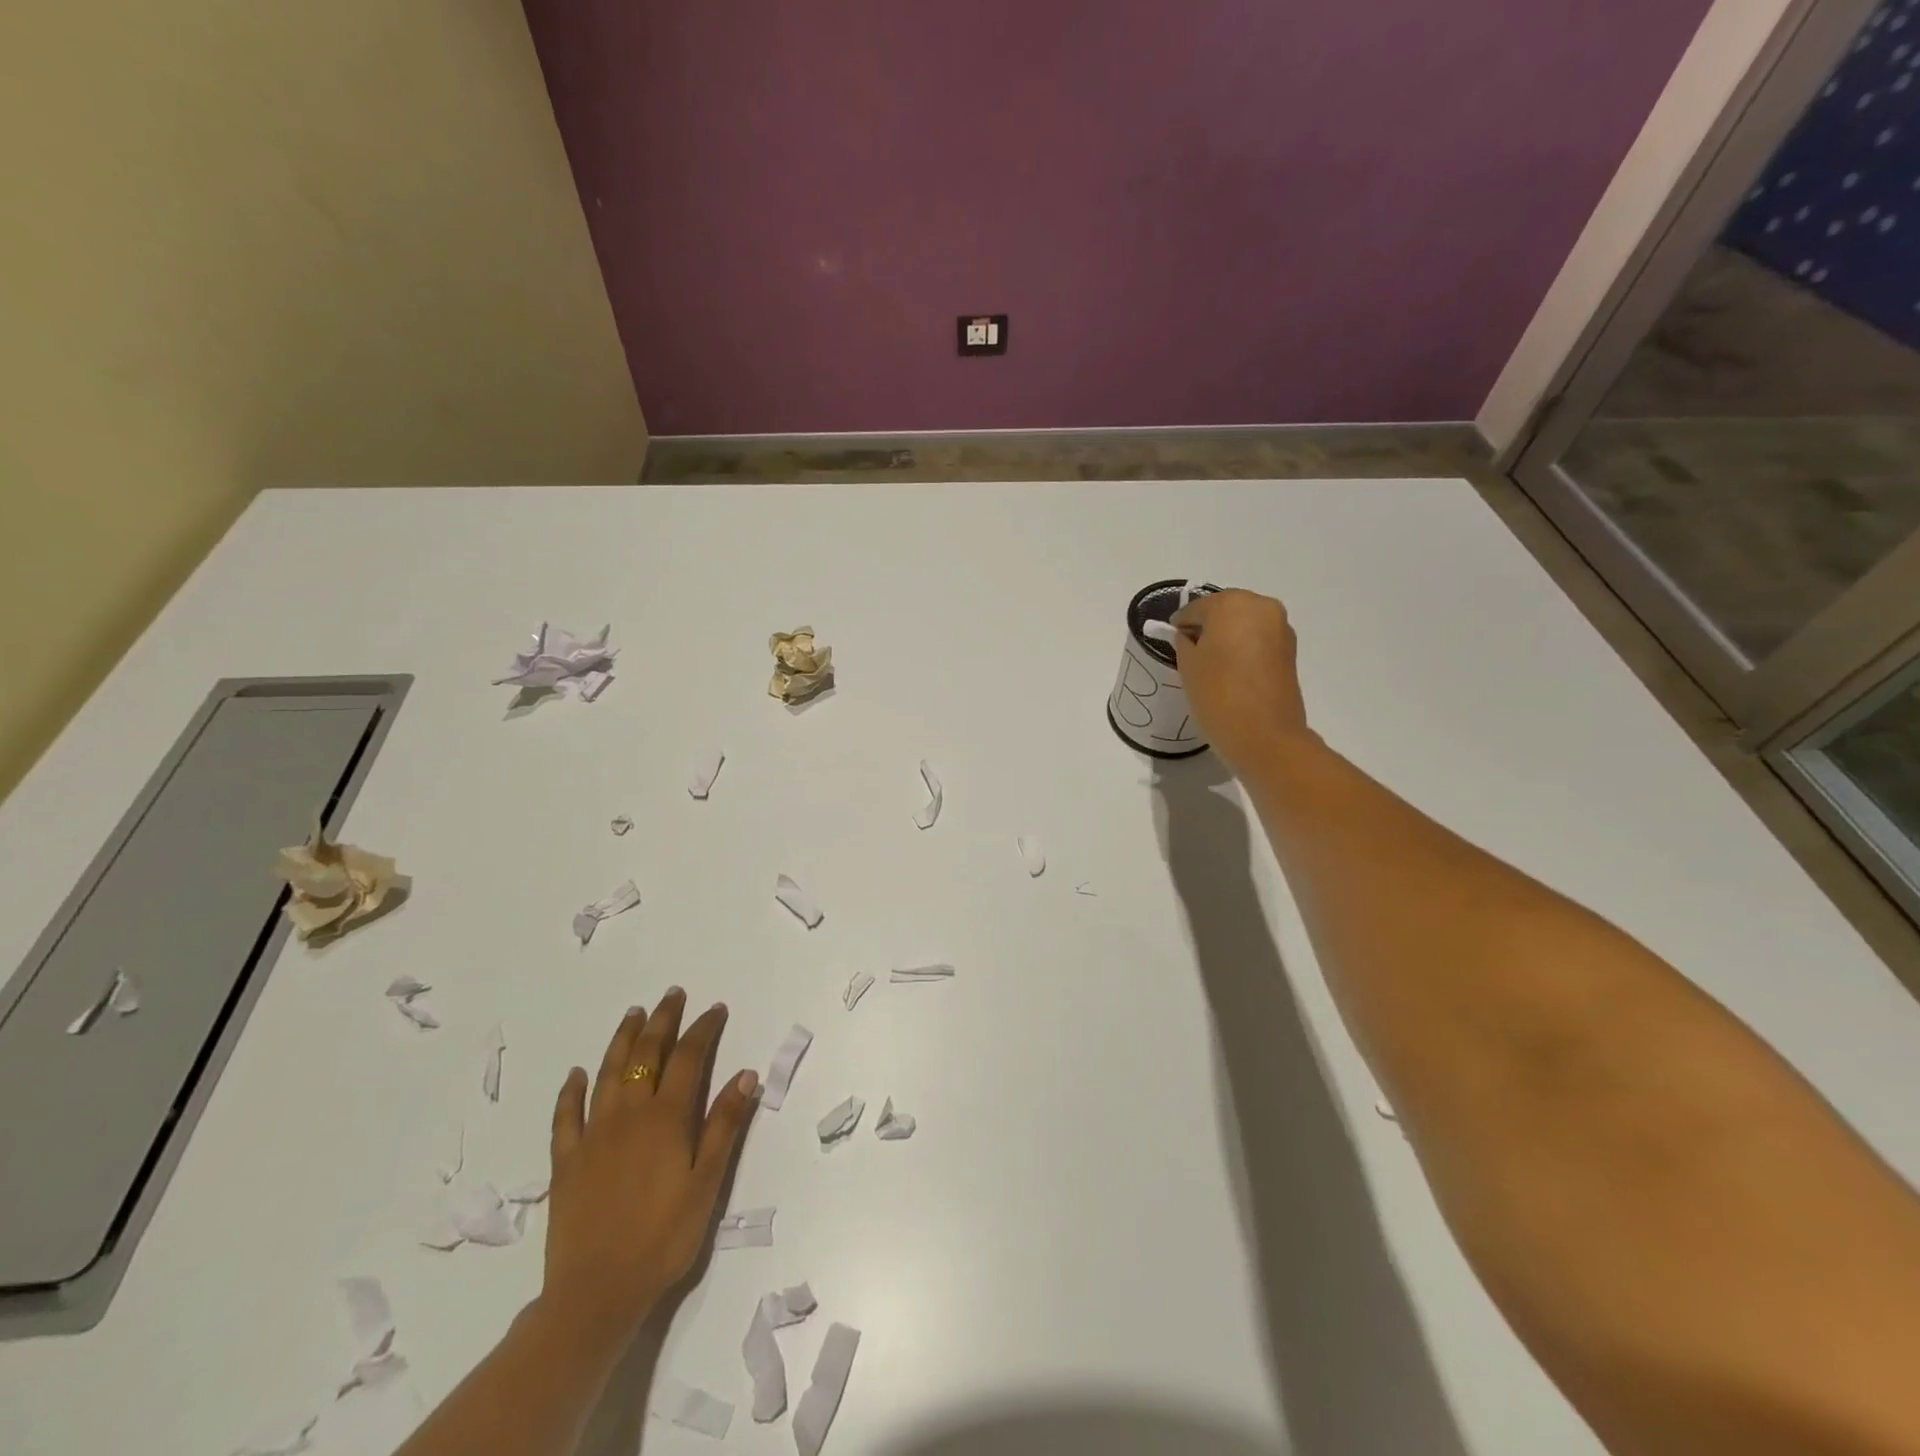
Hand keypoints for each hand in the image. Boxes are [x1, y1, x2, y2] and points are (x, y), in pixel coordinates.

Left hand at [542, 989, 758, 1340]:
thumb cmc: (664, 1237)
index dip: (703, 1029)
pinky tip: (577, 1074)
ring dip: (623, 1039)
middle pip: (646, 1054)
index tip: (715, 1009)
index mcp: (666, 1118)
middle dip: (662, 1020)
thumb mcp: (707, 1183)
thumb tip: (745, 1075)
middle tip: (672, 995)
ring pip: (608, 1072)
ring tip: (633, 1014)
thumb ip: (724, 1126)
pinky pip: (566, 1115)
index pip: (688, 1058)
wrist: (596, 1293)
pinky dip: (572, 1090)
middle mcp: (629, 1114)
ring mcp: (593, 1134)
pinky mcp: (566, 1160)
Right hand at [1170, 589, 1310, 771]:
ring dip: (1227, 637)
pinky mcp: (1290, 651)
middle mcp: (1261, 607)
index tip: (1171, 639)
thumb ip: (1184, 642)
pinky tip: (1231, 671)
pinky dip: (1243, 649)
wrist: (1264, 736)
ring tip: (1211, 664)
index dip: (1180, 624)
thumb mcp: (1187, 666)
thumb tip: (1189, 636)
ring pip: (1244, 624)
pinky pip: (1258, 640)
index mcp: (1232, 604)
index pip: (1196, 608)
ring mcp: (1281, 628)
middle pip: (1225, 610)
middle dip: (1208, 627)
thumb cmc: (1217, 695)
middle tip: (1190, 651)